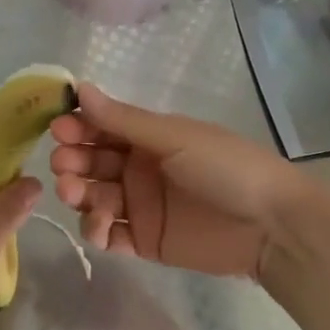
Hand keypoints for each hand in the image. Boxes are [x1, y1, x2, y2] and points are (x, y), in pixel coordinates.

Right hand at [49, 84, 310, 280]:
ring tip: (77, 195)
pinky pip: (110, 235)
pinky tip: (99, 227)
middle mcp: (140, 169)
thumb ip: (124, 120)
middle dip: (73, 162)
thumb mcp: (174, 137)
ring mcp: (141, 206)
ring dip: (79, 195)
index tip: (58, 129)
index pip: (102, 128)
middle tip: (64, 167)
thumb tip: (80, 88)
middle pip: (93, 164)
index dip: (78, 127)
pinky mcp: (146, 241)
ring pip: (95, 199)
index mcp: (149, 138)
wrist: (271, 225)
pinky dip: (97, 231)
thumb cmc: (225, 168)